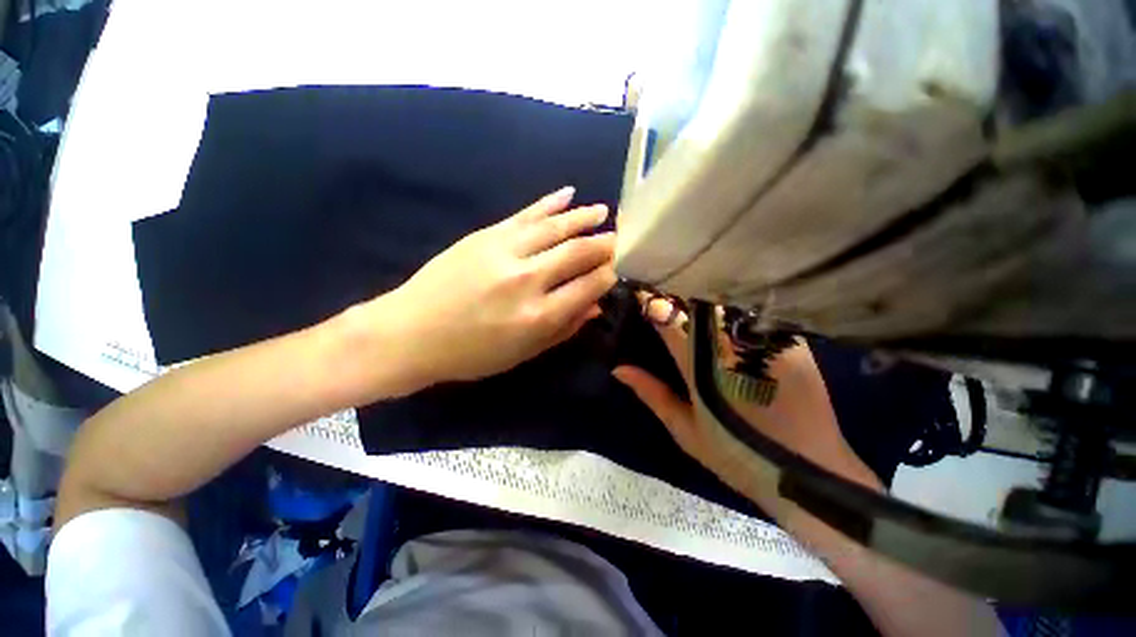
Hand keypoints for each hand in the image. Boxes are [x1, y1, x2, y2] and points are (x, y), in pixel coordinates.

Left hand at [373, 187, 616, 390]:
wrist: (410, 333)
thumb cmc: (470, 355)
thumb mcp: (522, 353)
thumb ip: (564, 329)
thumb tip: (596, 305)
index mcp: (538, 316)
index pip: (590, 285)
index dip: (611, 274)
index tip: (621, 267)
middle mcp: (527, 279)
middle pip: (579, 252)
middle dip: (606, 243)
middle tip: (622, 238)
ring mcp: (504, 251)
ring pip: (556, 227)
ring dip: (584, 217)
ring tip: (604, 211)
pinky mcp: (485, 235)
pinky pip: (525, 214)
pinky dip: (550, 203)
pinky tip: (569, 194)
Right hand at [613, 297, 881, 518]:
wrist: (807, 473)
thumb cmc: (737, 456)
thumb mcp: (685, 430)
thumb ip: (651, 394)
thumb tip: (619, 369)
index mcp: (701, 366)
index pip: (671, 322)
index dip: (653, 304)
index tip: (641, 293)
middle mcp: (731, 347)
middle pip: (699, 305)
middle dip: (679, 295)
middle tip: (666, 292)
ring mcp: (764, 342)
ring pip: (729, 304)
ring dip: (708, 298)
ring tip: (695, 296)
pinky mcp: (793, 343)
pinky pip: (758, 314)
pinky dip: (739, 308)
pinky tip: (732, 311)